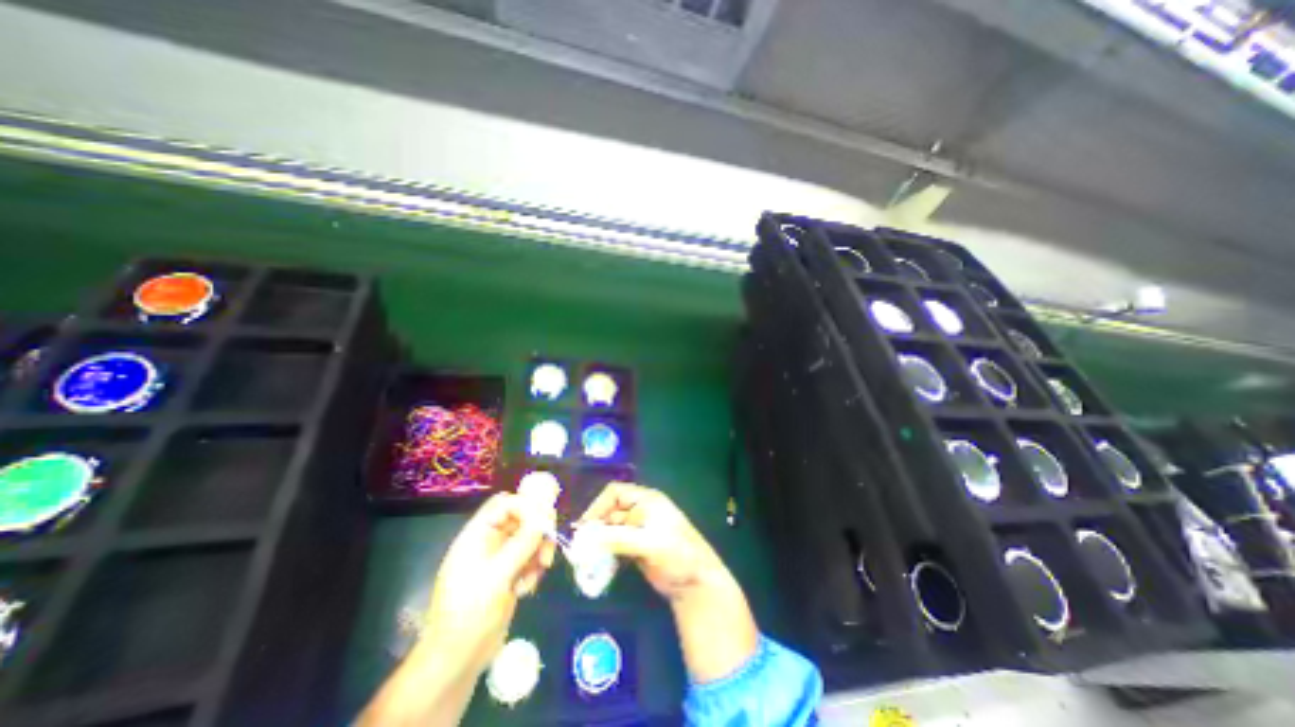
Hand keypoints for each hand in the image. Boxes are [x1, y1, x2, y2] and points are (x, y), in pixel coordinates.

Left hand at [425, 491, 555, 677]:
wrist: (456, 661)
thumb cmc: (470, 613)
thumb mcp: (498, 576)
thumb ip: (523, 543)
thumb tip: (546, 517)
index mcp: (477, 535)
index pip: (504, 504)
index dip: (526, 505)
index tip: (545, 521)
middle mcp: (489, 542)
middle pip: (521, 519)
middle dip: (538, 531)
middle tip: (548, 549)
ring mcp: (499, 559)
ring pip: (529, 538)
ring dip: (538, 552)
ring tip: (538, 573)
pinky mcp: (508, 575)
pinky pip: (529, 558)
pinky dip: (534, 568)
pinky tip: (527, 588)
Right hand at [576, 484, 726, 602]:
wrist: (695, 583)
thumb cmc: (676, 555)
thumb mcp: (648, 544)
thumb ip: (617, 539)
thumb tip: (585, 538)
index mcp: (646, 500)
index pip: (615, 493)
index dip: (598, 506)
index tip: (584, 526)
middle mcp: (641, 510)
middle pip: (610, 512)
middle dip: (595, 527)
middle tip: (580, 547)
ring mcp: (638, 529)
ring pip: (610, 530)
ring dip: (598, 542)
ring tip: (585, 559)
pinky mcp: (636, 547)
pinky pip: (614, 545)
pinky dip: (605, 553)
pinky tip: (598, 566)